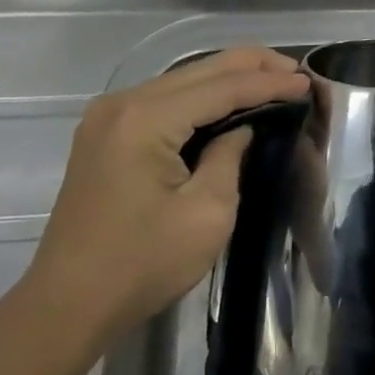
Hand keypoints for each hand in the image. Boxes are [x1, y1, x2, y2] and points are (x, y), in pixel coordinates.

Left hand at [18, 47, 308, 353]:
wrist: (65, 307)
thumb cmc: (141, 266)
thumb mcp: (206, 215)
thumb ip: (230, 157)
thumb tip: (241, 129)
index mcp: (146, 118)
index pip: (222, 87)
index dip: (269, 84)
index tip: (308, 83)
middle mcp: (124, 102)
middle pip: (201, 69)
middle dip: (253, 67)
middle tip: (297, 72)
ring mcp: (109, 114)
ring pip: (183, 78)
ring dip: (229, 77)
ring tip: (273, 80)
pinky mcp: (106, 132)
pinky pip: (165, 98)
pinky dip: (202, 95)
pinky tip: (229, 100)